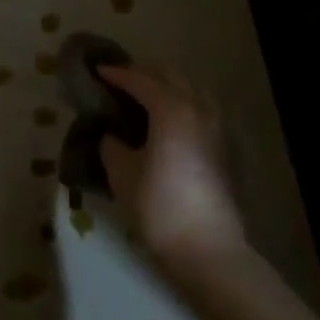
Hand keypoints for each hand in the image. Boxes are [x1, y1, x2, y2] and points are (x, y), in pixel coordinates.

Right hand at [98, 66, 245, 271]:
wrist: (206, 248)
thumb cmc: (158, 206)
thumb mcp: (121, 172)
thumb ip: (112, 144)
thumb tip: (112, 134)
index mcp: (170, 109)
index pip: (140, 80)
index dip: (116, 74)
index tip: (97, 71)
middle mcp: (197, 108)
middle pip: (170, 76)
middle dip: (143, 73)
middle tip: (118, 80)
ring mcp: (215, 127)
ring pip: (190, 89)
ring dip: (166, 85)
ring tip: (143, 97)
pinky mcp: (222, 146)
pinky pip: (200, 107)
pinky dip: (181, 102)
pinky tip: (166, 120)